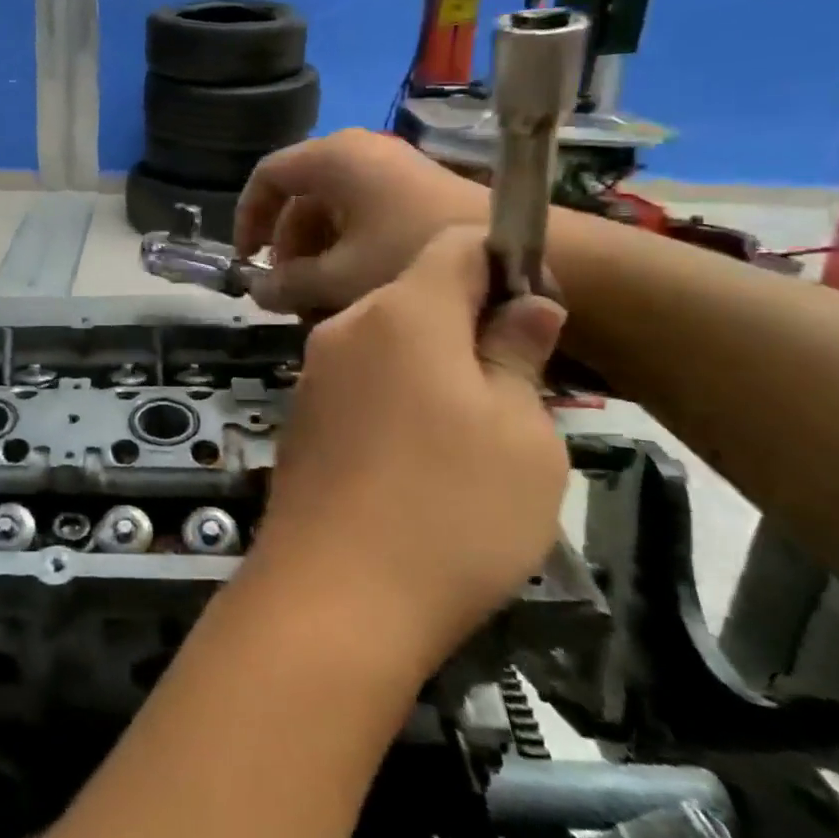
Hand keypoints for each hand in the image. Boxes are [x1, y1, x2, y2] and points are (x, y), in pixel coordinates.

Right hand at [235, 130, 487, 319]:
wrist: (516, 256)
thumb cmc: (410, 256)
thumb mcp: (337, 277)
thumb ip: (286, 284)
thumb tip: (256, 291)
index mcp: (333, 159)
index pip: (267, 176)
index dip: (248, 218)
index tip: (246, 260)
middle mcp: (357, 154)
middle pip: (298, 198)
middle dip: (286, 248)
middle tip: (284, 292)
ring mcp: (387, 172)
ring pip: (330, 212)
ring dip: (315, 256)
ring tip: (316, 301)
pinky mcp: (410, 193)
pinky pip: (359, 217)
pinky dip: (344, 250)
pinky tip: (349, 291)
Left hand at [250, 227, 569, 676]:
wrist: (334, 592)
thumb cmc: (451, 509)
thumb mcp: (521, 434)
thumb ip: (518, 355)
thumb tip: (526, 304)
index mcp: (402, 311)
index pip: (454, 245)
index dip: (503, 264)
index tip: (537, 315)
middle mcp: (345, 326)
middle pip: (417, 295)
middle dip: (468, 325)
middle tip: (516, 393)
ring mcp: (314, 372)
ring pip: (388, 343)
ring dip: (433, 368)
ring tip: (473, 439)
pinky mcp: (301, 416)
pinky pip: (360, 383)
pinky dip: (395, 398)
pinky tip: (418, 462)